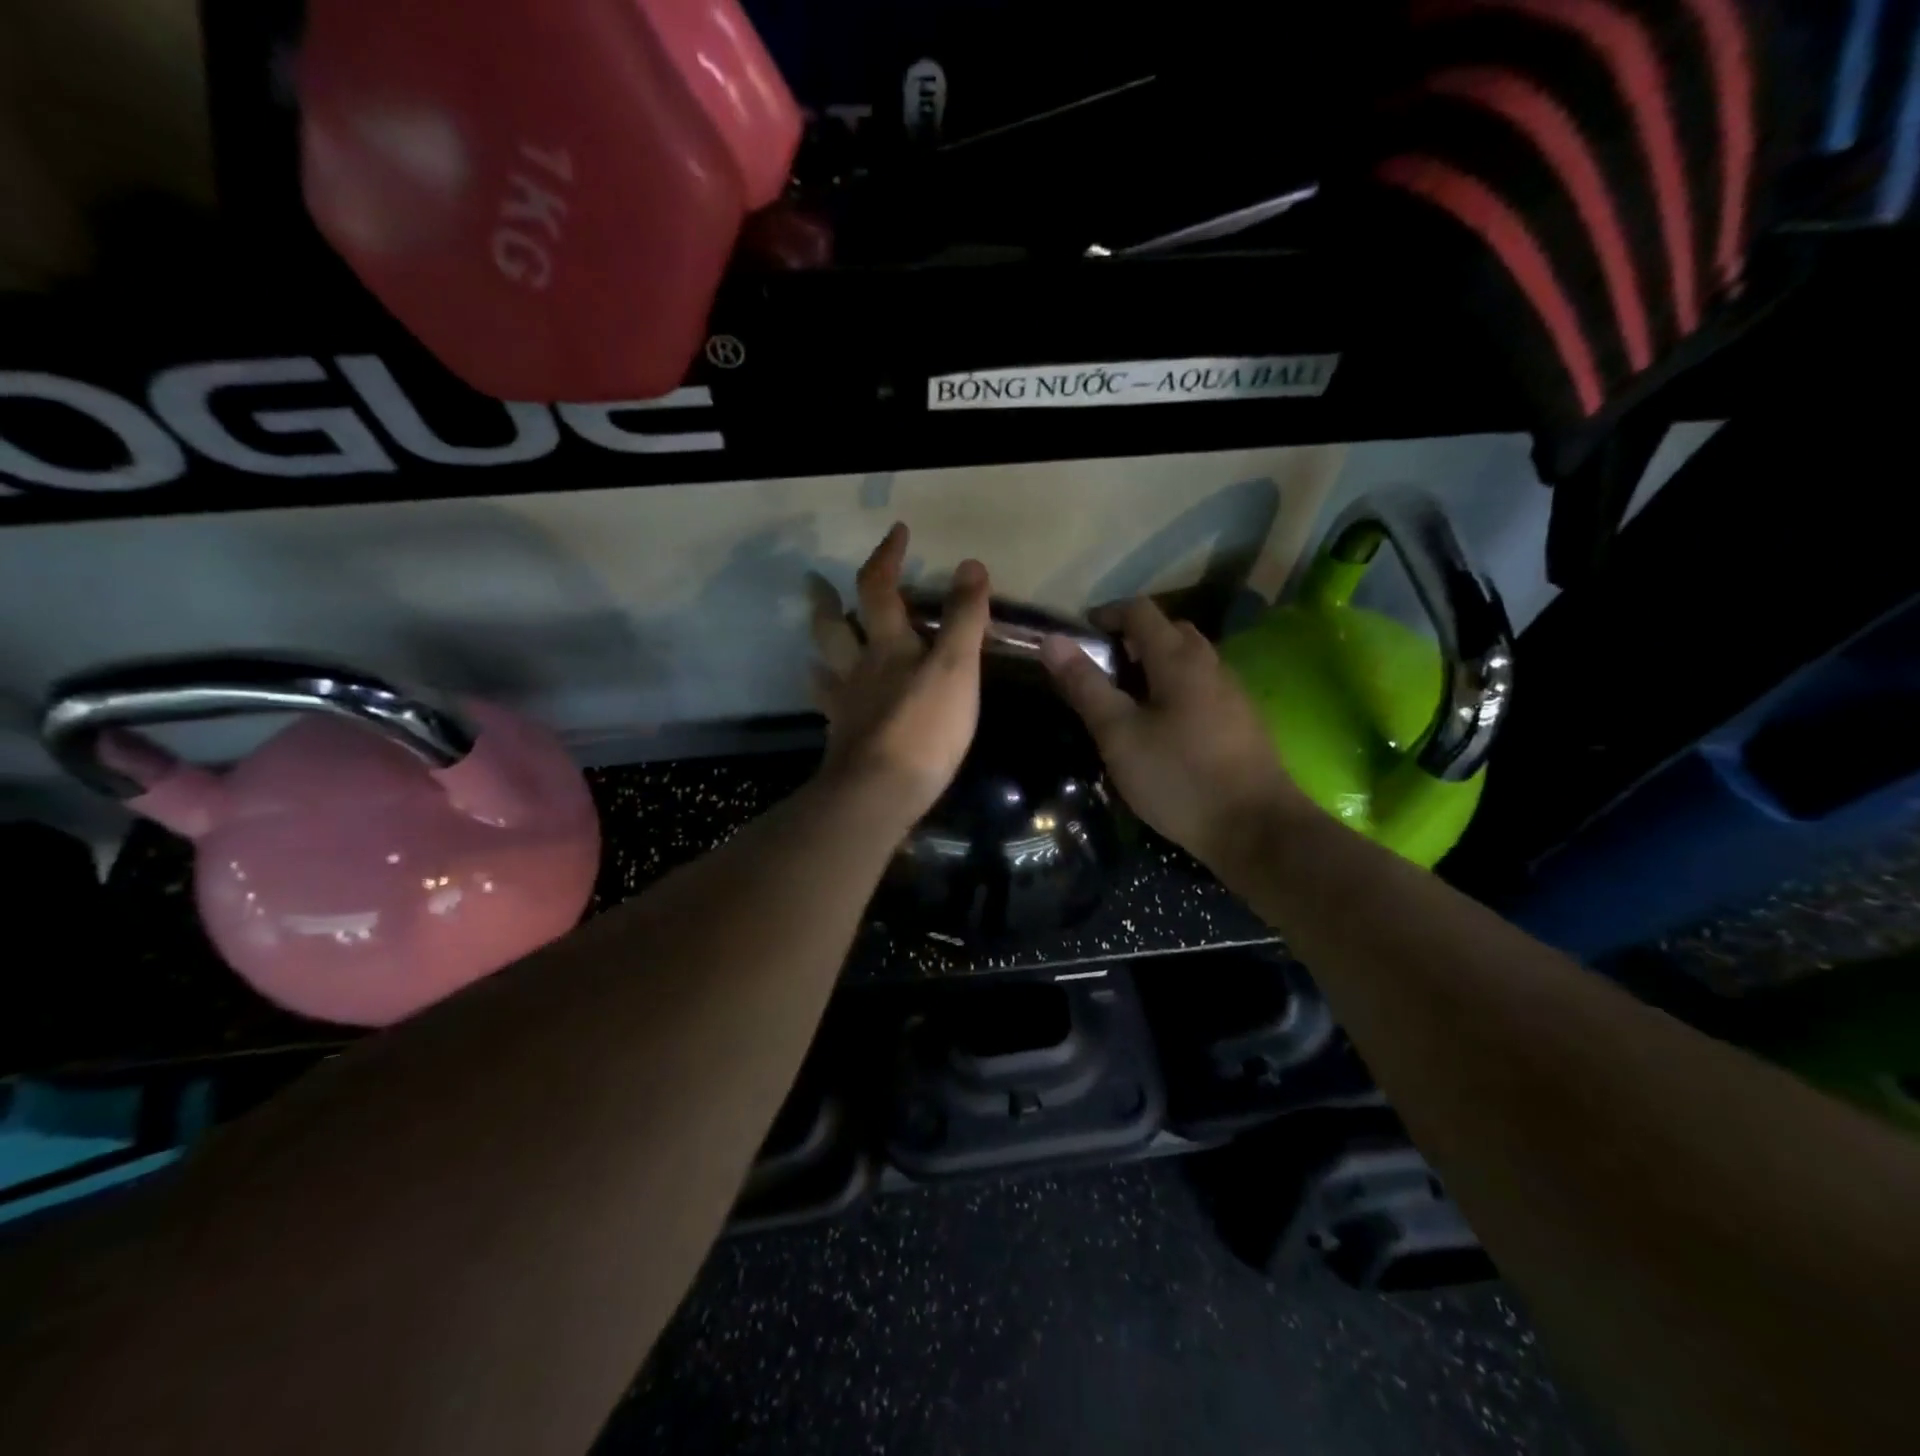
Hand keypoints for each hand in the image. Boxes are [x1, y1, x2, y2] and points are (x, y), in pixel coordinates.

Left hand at [809, 524, 989, 823]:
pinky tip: (829, 697)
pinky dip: (826, 692)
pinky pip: (829, 706)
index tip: (897, 533)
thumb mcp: (957, 668)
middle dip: (828, 600)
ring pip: (825, 665)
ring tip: (819, 634)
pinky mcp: (843, 738)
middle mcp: (859, 669)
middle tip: (816, 583)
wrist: (880, 792)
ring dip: (821, 644)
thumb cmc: (926, 727)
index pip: (880, 589)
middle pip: (834, 627)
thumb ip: (965, 618)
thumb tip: (970, 564)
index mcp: (888, 646)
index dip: (886, 557)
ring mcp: (846, 705)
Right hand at [1040, 598, 1312, 871]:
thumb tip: (1052, 640)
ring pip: (1188, 661)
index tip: (1079, 636)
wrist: (1255, 828)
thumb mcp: (1119, 734)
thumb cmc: (1178, 776)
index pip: (1140, 611)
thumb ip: (1086, 686)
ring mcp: (1232, 692)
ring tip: (1126, 700)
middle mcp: (1210, 664)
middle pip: (1169, 631)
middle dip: (1131, 639)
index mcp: (1178, 659)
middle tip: (1101, 670)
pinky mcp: (1242, 721)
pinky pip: (1202, 687)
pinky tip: (1162, 728)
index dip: (1106, 614)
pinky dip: (1175, 690)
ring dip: (1155, 666)